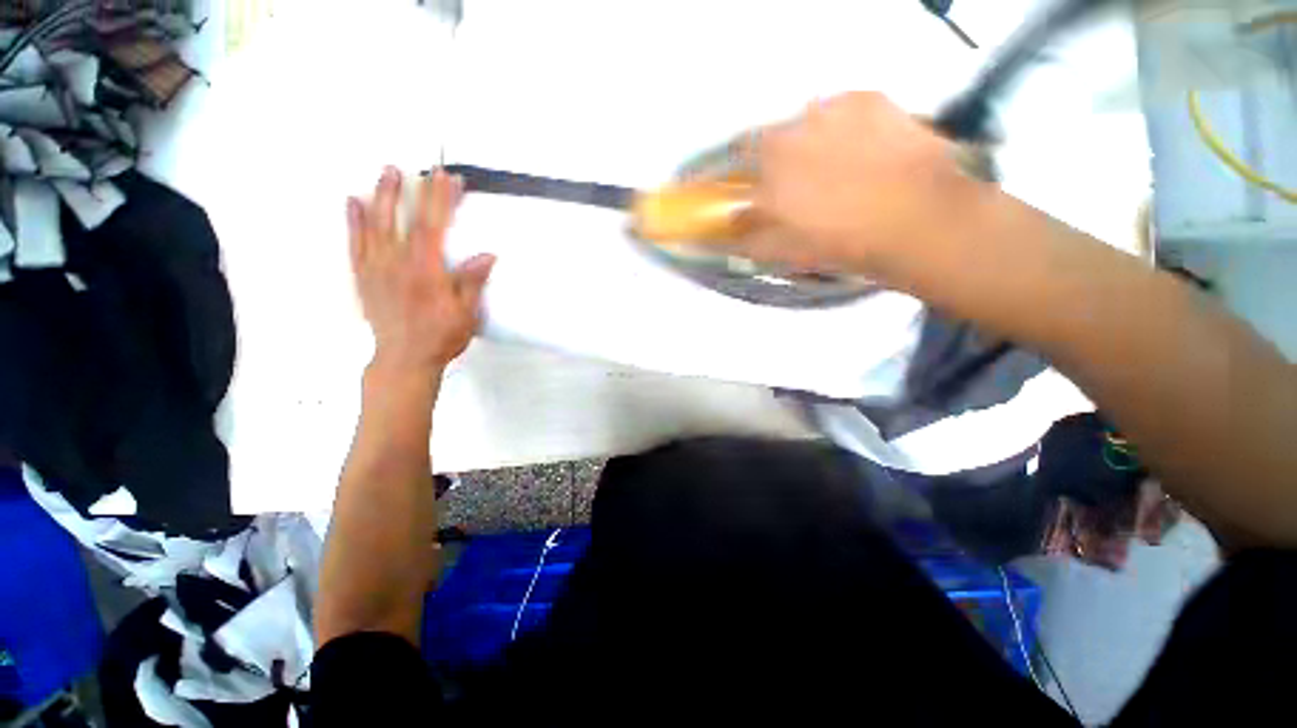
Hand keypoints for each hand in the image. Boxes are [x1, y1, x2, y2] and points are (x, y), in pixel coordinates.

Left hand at [348, 167, 494, 375]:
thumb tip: (487, 255)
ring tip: (387, 172)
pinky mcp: (363, 277)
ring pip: (376, 224)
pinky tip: (354, 202)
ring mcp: (376, 268)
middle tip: (417, 168)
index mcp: (426, 271)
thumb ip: (471, 282)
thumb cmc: (441, 337)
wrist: (404, 359)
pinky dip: (353, 221)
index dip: (441, 200)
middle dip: (413, 191)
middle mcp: (397, 263)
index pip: (434, 227)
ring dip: (382, 195)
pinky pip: (355, 243)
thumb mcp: (466, 314)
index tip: (448, 179)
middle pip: (404, 219)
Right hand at [741, 93, 997, 288]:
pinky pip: (841, 109)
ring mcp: (828, 111)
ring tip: (836, 166)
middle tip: (797, 183)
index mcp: (766, 177)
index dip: (740, 180)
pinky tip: (864, 149)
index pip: (734, 171)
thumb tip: (733, 228)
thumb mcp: (786, 253)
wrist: (918, 218)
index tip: (751, 192)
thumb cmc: (842, 244)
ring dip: (807, 142)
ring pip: (803, 124)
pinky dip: (843, 127)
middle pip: (766, 142)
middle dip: (772, 161)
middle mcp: (788, 136)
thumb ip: (751, 239)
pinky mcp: (866, 98)